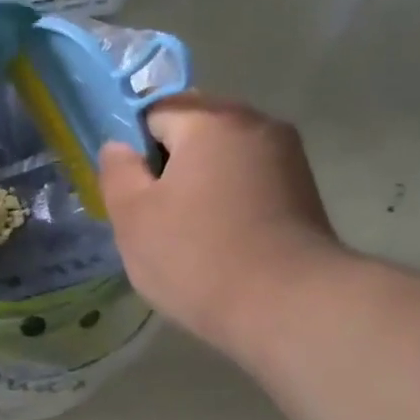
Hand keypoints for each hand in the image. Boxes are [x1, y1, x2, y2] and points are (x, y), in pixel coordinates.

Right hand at [99, 95, 344, 358]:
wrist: (288, 307)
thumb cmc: (197, 257)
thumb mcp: (132, 217)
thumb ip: (116, 171)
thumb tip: (119, 147)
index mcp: (210, 120)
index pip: (153, 111)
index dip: (133, 149)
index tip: (130, 192)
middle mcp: (255, 123)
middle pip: (193, 128)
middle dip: (168, 163)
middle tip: (154, 213)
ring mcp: (287, 156)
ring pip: (222, 155)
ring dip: (199, 181)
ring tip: (187, 230)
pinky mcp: (303, 190)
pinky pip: (248, 178)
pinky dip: (227, 198)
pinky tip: (220, 237)